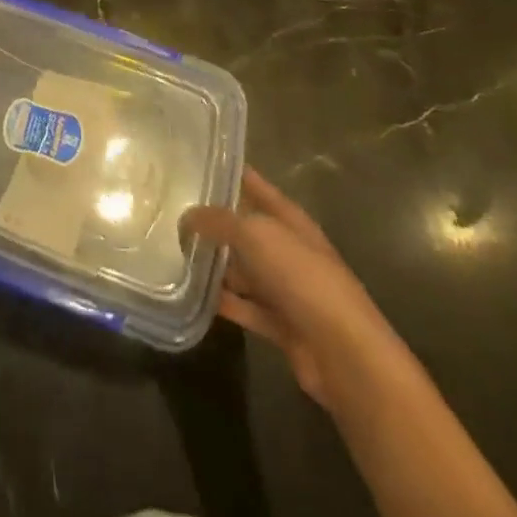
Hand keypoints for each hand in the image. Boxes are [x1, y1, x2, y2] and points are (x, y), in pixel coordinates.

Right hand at [182, 170, 402, 409]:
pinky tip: (191, 293)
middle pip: (245, 228)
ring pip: (242, 268)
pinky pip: (243, 305)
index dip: (229, 172)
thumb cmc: (303, 278)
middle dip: (212, 220)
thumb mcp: (256, 235)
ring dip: (214, 263)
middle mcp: (287, 249)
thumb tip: (186, 218)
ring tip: (172, 251)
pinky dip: (222, 300)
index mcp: (289, 219)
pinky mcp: (280, 324)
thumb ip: (218, 221)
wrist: (345, 354)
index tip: (195, 161)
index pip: (254, 185)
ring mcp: (285, 288)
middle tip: (171, 210)